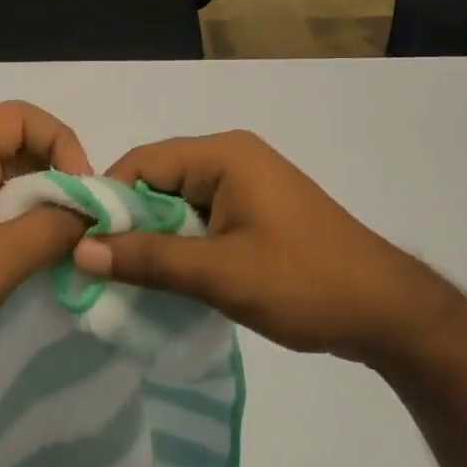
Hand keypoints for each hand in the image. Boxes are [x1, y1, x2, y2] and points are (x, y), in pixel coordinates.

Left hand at [0, 101, 92, 402]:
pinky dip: (16, 229)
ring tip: (64, 246)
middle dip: (56, 179)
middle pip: (16, 147)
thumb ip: (53, 228)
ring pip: (4, 183)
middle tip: (82, 224)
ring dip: (39, 208)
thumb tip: (90, 213)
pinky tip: (32, 263)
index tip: (83, 191)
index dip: (62, 142)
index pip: (21, 116)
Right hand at [70, 130, 435, 365]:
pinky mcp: (255, 211)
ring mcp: (247, 184)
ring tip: (126, 279)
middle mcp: (232, 157)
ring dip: (154, 238)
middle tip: (98, 269)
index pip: (142, 162)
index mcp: (224, 155)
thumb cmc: (304, 283)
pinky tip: (167, 279)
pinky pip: (201, 218)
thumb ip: (149, 260)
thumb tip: (80, 251)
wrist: (387, 312)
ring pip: (178, 203)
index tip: (80, 245)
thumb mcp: (220, 274)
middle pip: (158, 180)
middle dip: (129, 223)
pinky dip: (181, 245)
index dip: (106, 201)